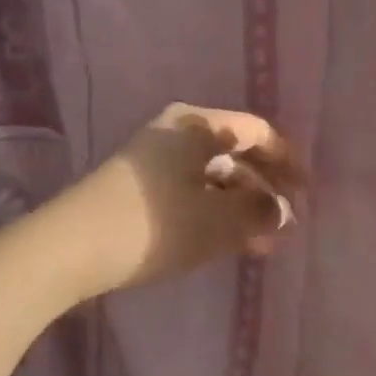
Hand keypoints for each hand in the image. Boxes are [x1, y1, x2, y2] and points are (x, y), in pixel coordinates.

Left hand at [52, 103, 304, 300]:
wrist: (69, 249)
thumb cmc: (155, 224)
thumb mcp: (219, 221)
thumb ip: (260, 212)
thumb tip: (282, 211)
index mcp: (196, 125)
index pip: (256, 132)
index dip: (287, 161)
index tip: (306, 193)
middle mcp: (175, 133)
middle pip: (234, 154)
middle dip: (264, 190)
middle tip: (286, 222)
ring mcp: (153, 160)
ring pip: (212, 179)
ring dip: (240, 207)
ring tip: (262, 243)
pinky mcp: (137, 188)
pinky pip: (190, 193)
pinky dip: (214, 214)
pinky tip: (227, 243)